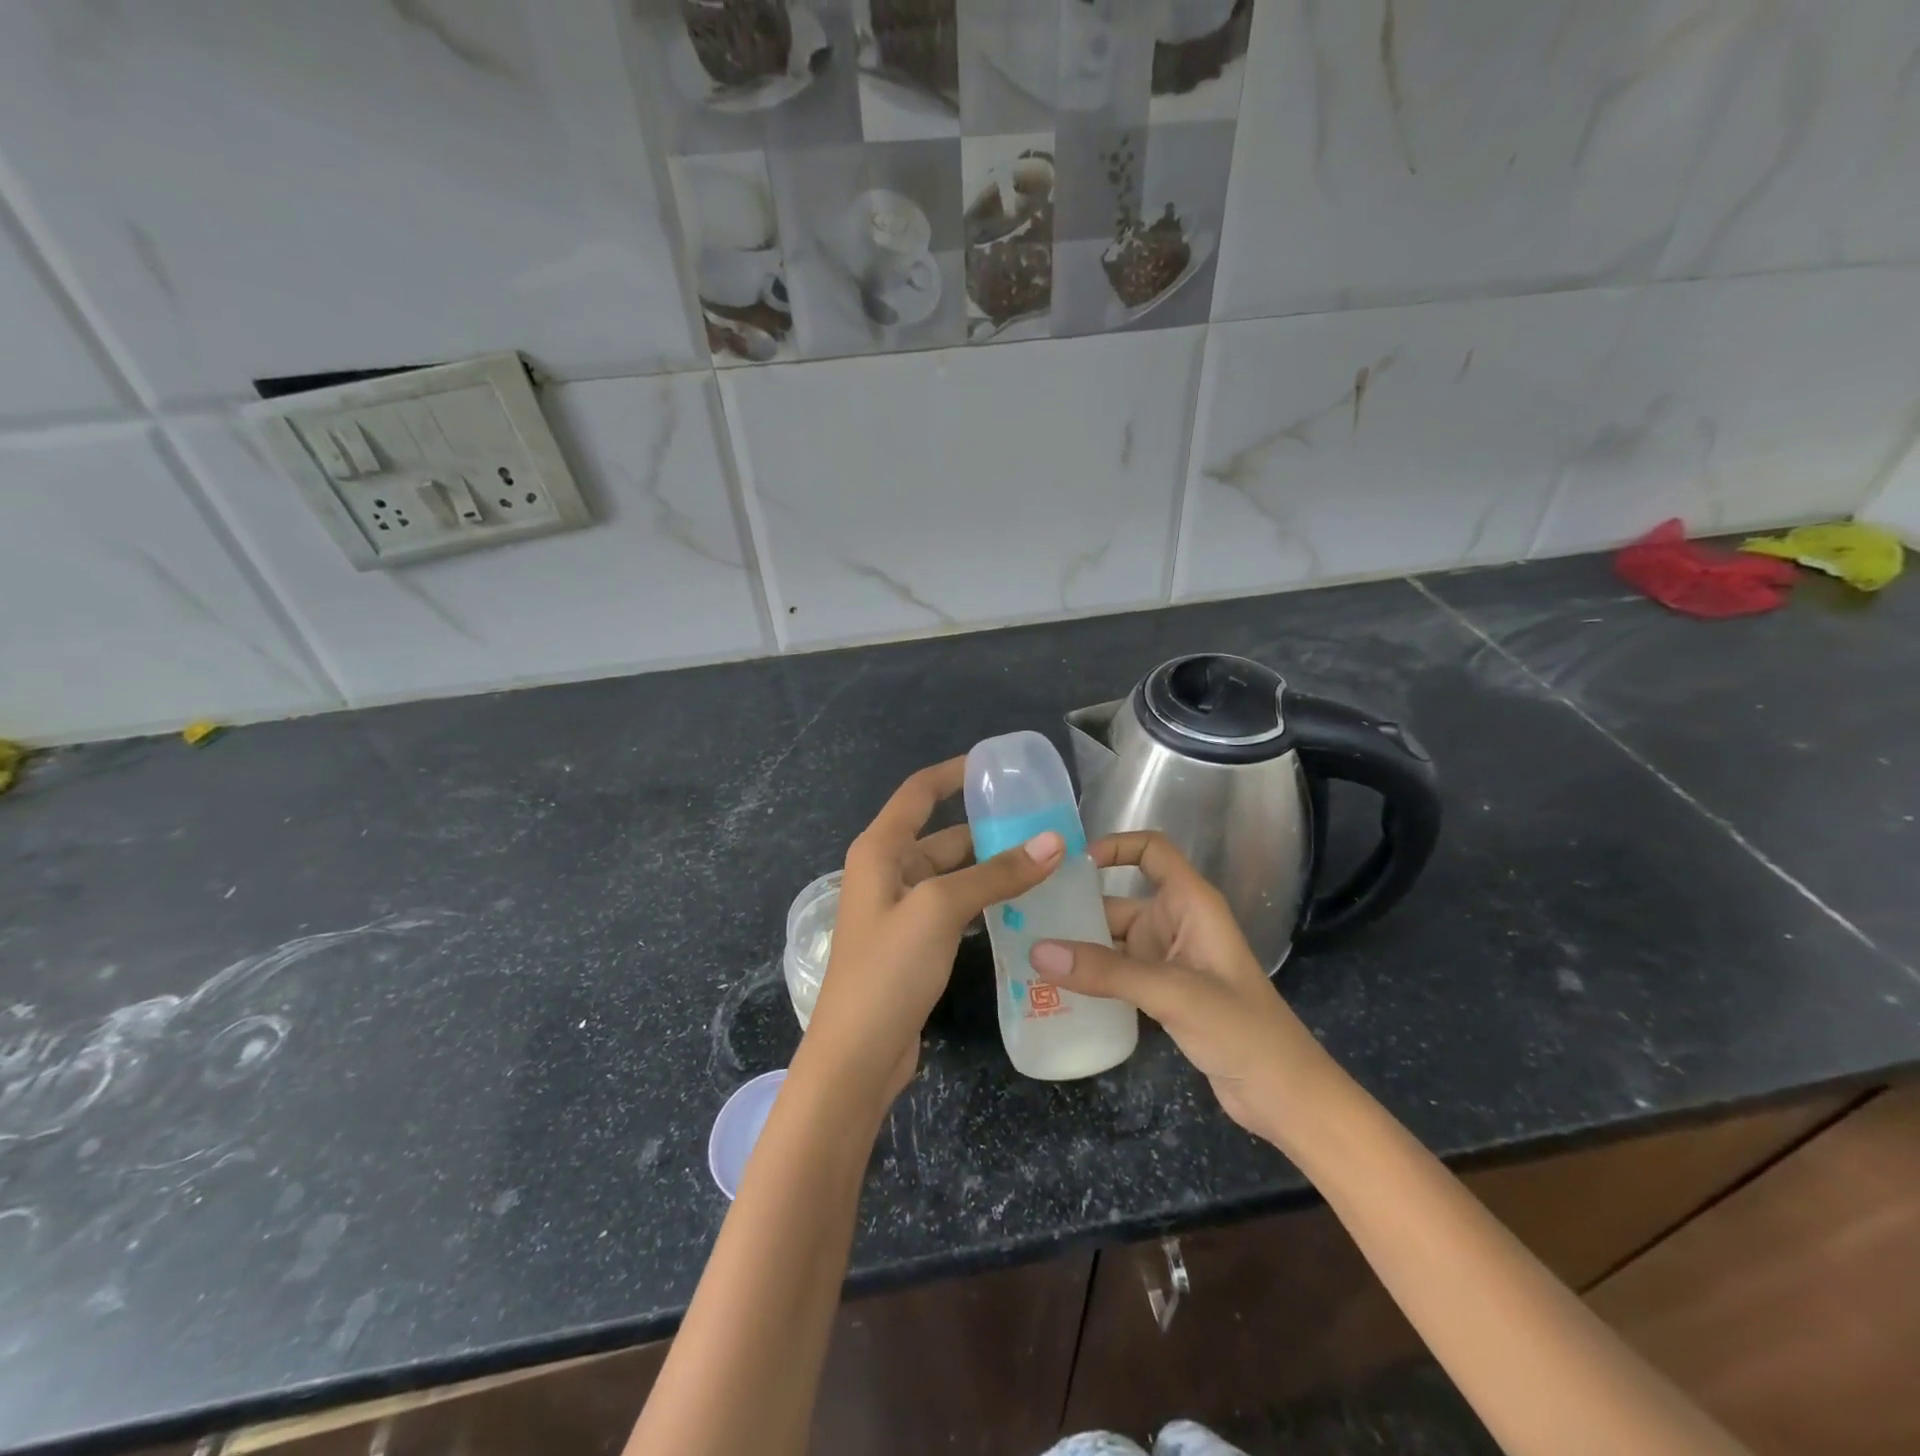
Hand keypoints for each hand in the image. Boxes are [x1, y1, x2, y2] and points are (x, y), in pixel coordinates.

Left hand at [801, 757, 1063, 1109]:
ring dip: (994, 869)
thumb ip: (996, 874)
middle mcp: (888, 871)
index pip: (920, 792)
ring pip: (955, 874)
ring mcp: (901, 909)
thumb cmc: (888, 969)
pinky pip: (956, 907)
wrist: (857, 1056)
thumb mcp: (940, 909)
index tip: (999, 765)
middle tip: (1047, 826)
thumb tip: (1055, 841)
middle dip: (991, 829)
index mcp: (880, 849)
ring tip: (1048, 863)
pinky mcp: (915, 942)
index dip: (955, 772)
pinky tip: (1024, 906)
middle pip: (944, 835)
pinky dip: (986, 901)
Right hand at [1028, 831, 1332, 1144]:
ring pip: (1113, 941)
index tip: (1069, 865)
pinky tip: (1054, 988)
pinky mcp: (1163, 994)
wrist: (1284, 1096)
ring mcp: (1169, 960)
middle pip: (1118, 900)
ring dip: (1077, 947)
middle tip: (1023, 918)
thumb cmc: (1240, 1028)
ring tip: (1026, 952)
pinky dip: (1090, 977)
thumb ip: (1105, 971)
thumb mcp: (1171, 992)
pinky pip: (1117, 973)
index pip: (1153, 851)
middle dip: (1076, 908)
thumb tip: (1037, 951)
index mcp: (1191, 903)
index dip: (1115, 846)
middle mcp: (1176, 923)